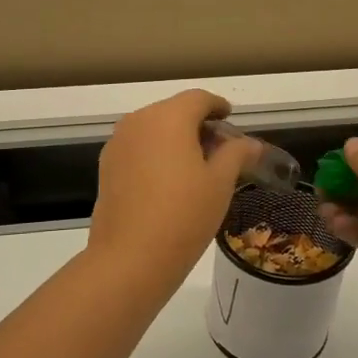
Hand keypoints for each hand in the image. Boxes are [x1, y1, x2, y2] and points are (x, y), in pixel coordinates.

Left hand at [88, 90, 261, 285]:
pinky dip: (156, 153)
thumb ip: (236, 154)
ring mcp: (117, 143)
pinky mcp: (106, 166)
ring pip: (153, 129)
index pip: (198, 99)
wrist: (130, 258)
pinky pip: (137, 148)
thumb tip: (251, 143)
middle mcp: (138, 121)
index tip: (230, 118)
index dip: (218, 106)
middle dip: (197, 124)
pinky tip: (169, 180)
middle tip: (219, 148)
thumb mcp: (220, 183)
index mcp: (168, 117)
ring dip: (175, 138)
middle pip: (173, 111)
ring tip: (196, 166)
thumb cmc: (184, 215)